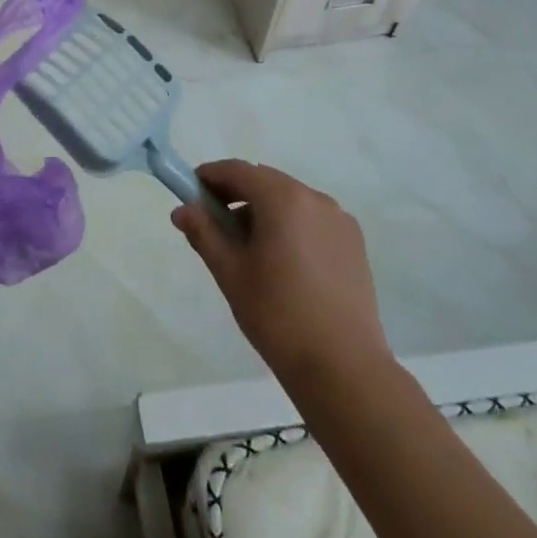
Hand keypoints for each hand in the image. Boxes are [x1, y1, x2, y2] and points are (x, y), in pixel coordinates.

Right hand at [172, 160, 389, 385]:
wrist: (342, 367)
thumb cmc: (276, 314)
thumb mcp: (230, 271)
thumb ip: (204, 232)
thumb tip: (182, 210)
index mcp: (284, 198)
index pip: (237, 171)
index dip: (209, 177)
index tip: (190, 195)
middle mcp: (315, 198)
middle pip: (265, 182)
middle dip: (235, 195)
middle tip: (213, 225)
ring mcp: (340, 221)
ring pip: (290, 201)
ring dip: (263, 211)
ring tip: (247, 251)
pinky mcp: (354, 244)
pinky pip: (312, 220)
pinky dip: (289, 226)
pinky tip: (281, 263)